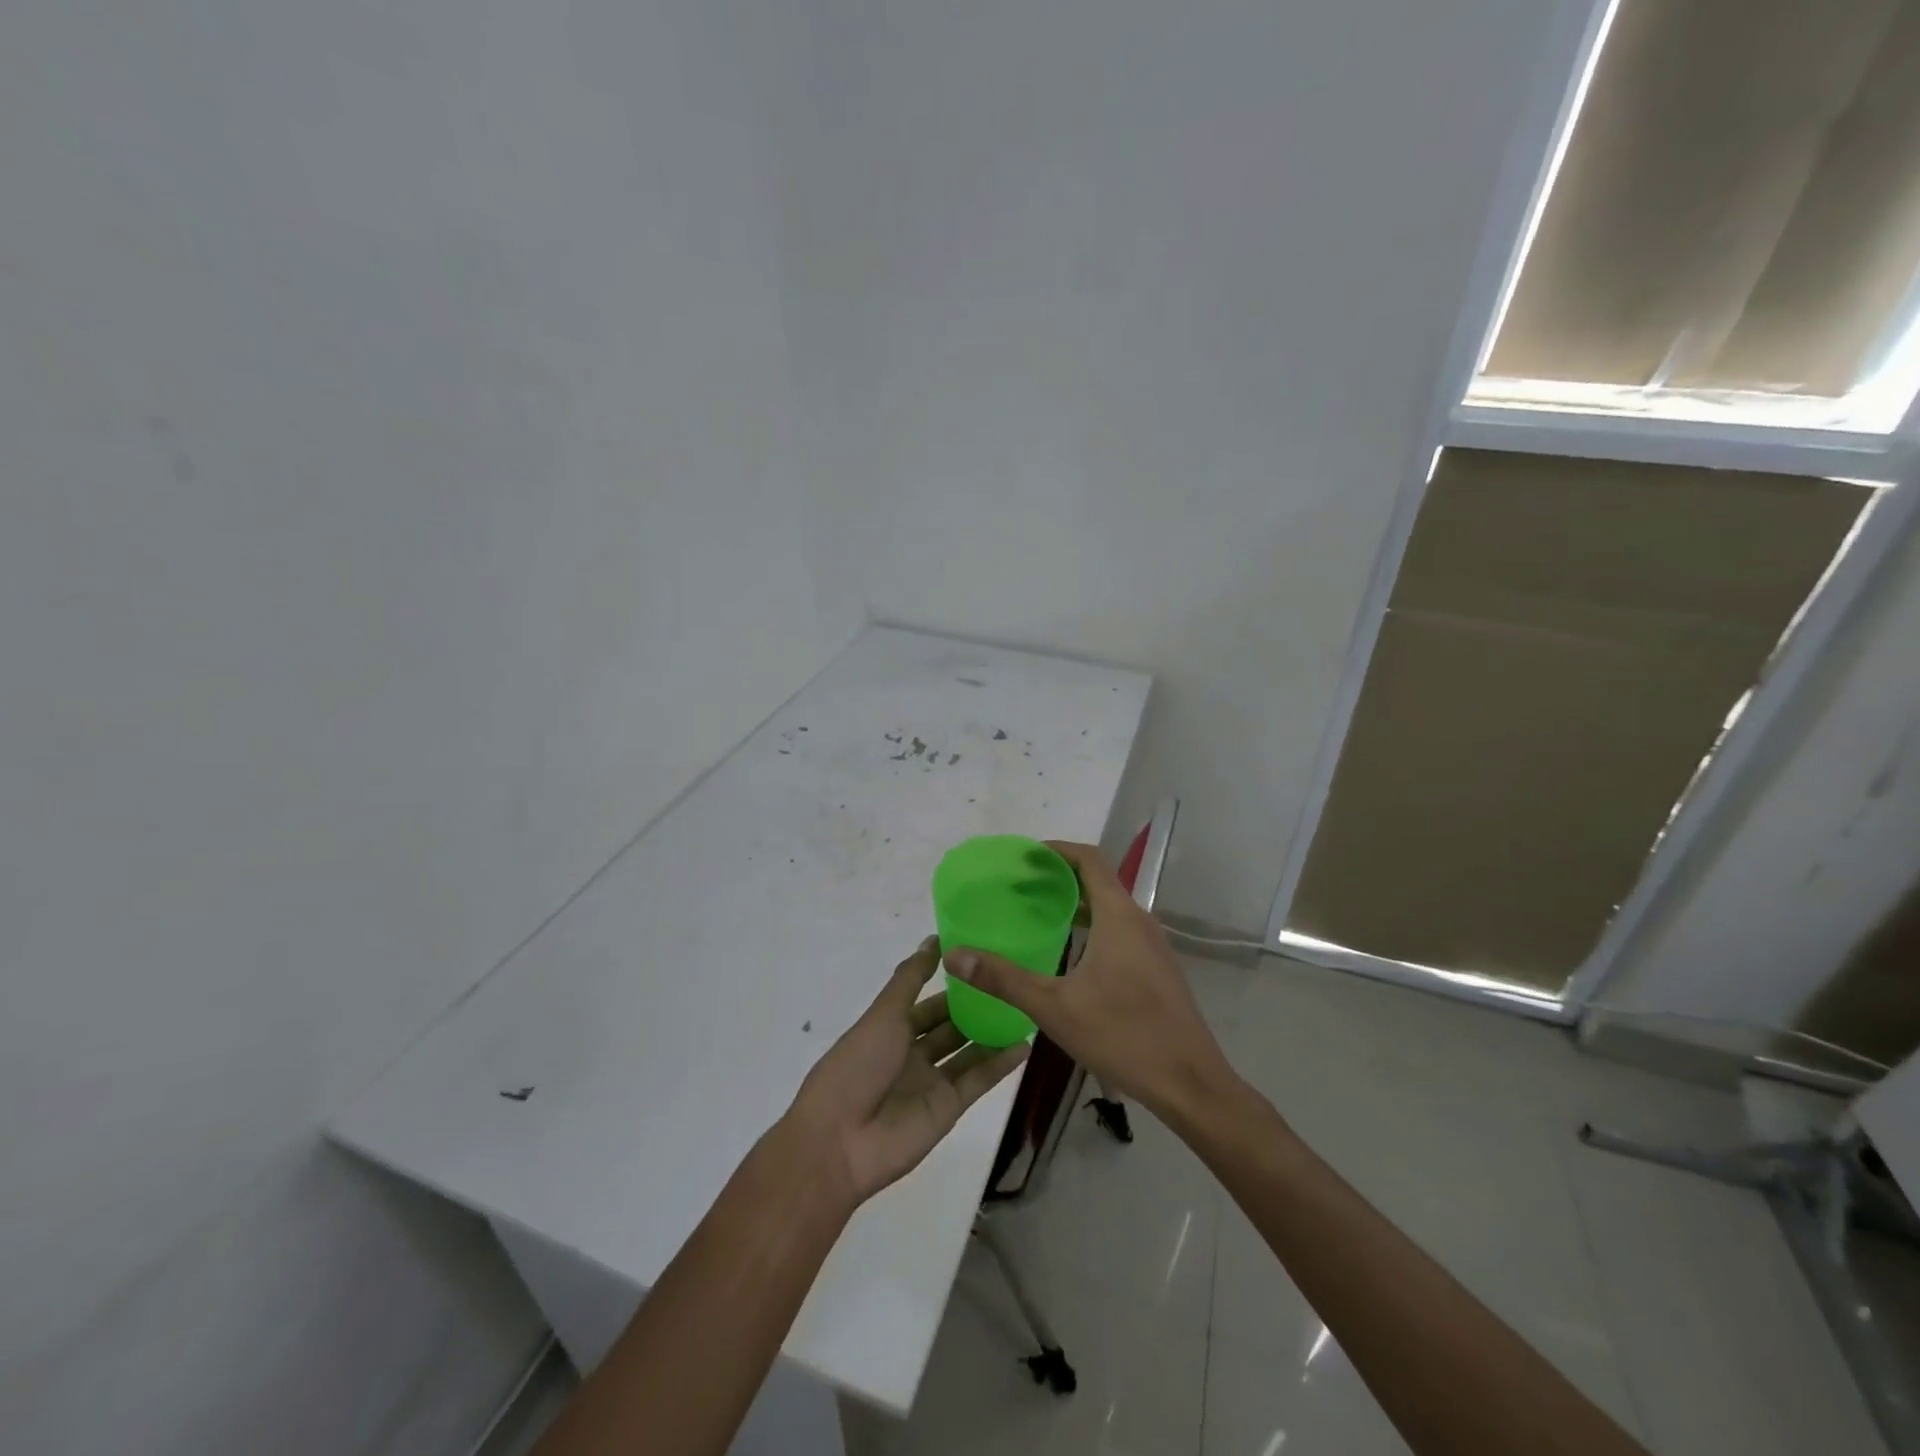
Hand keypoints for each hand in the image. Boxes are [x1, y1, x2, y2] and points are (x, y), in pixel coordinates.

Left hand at [784, 936, 1029, 1206]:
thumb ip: (911, 978)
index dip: (951, 983)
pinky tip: (1025, 1045)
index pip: (927, 1001)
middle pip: (950, 1026)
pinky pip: (978, 1081)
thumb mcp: (883, 1014)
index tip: (983, 960)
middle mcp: (912, 1053)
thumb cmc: (857, 1065)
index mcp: (890, 1029)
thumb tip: (933, 940)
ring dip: (993, 1033)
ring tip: (1026, 1008)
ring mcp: (931, 1082)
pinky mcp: (949, 1108)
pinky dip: (1001, 1064)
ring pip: (968, 1051)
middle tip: (1012, 982)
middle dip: (976, 1007)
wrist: (840, 1141)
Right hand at [944, 841, 1232, 1122]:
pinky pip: (1120, 930)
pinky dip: (1092, 926)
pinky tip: (1070, 955)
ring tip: (1038, 915)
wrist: (1191, 1084)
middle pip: (1099, 880)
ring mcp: (1153, 946)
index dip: (1056, 850)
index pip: (1089, 859)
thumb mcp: (1054, 1007)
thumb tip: (956, 954)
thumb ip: (1003, 979)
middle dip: (1059, 877)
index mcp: (1119, 917)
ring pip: (1110, 908)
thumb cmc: (1123, 1036)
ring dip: (1076, 903)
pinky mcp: (1157, 969)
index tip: (1024, 856)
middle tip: (1019, 887)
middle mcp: (1139, 921)